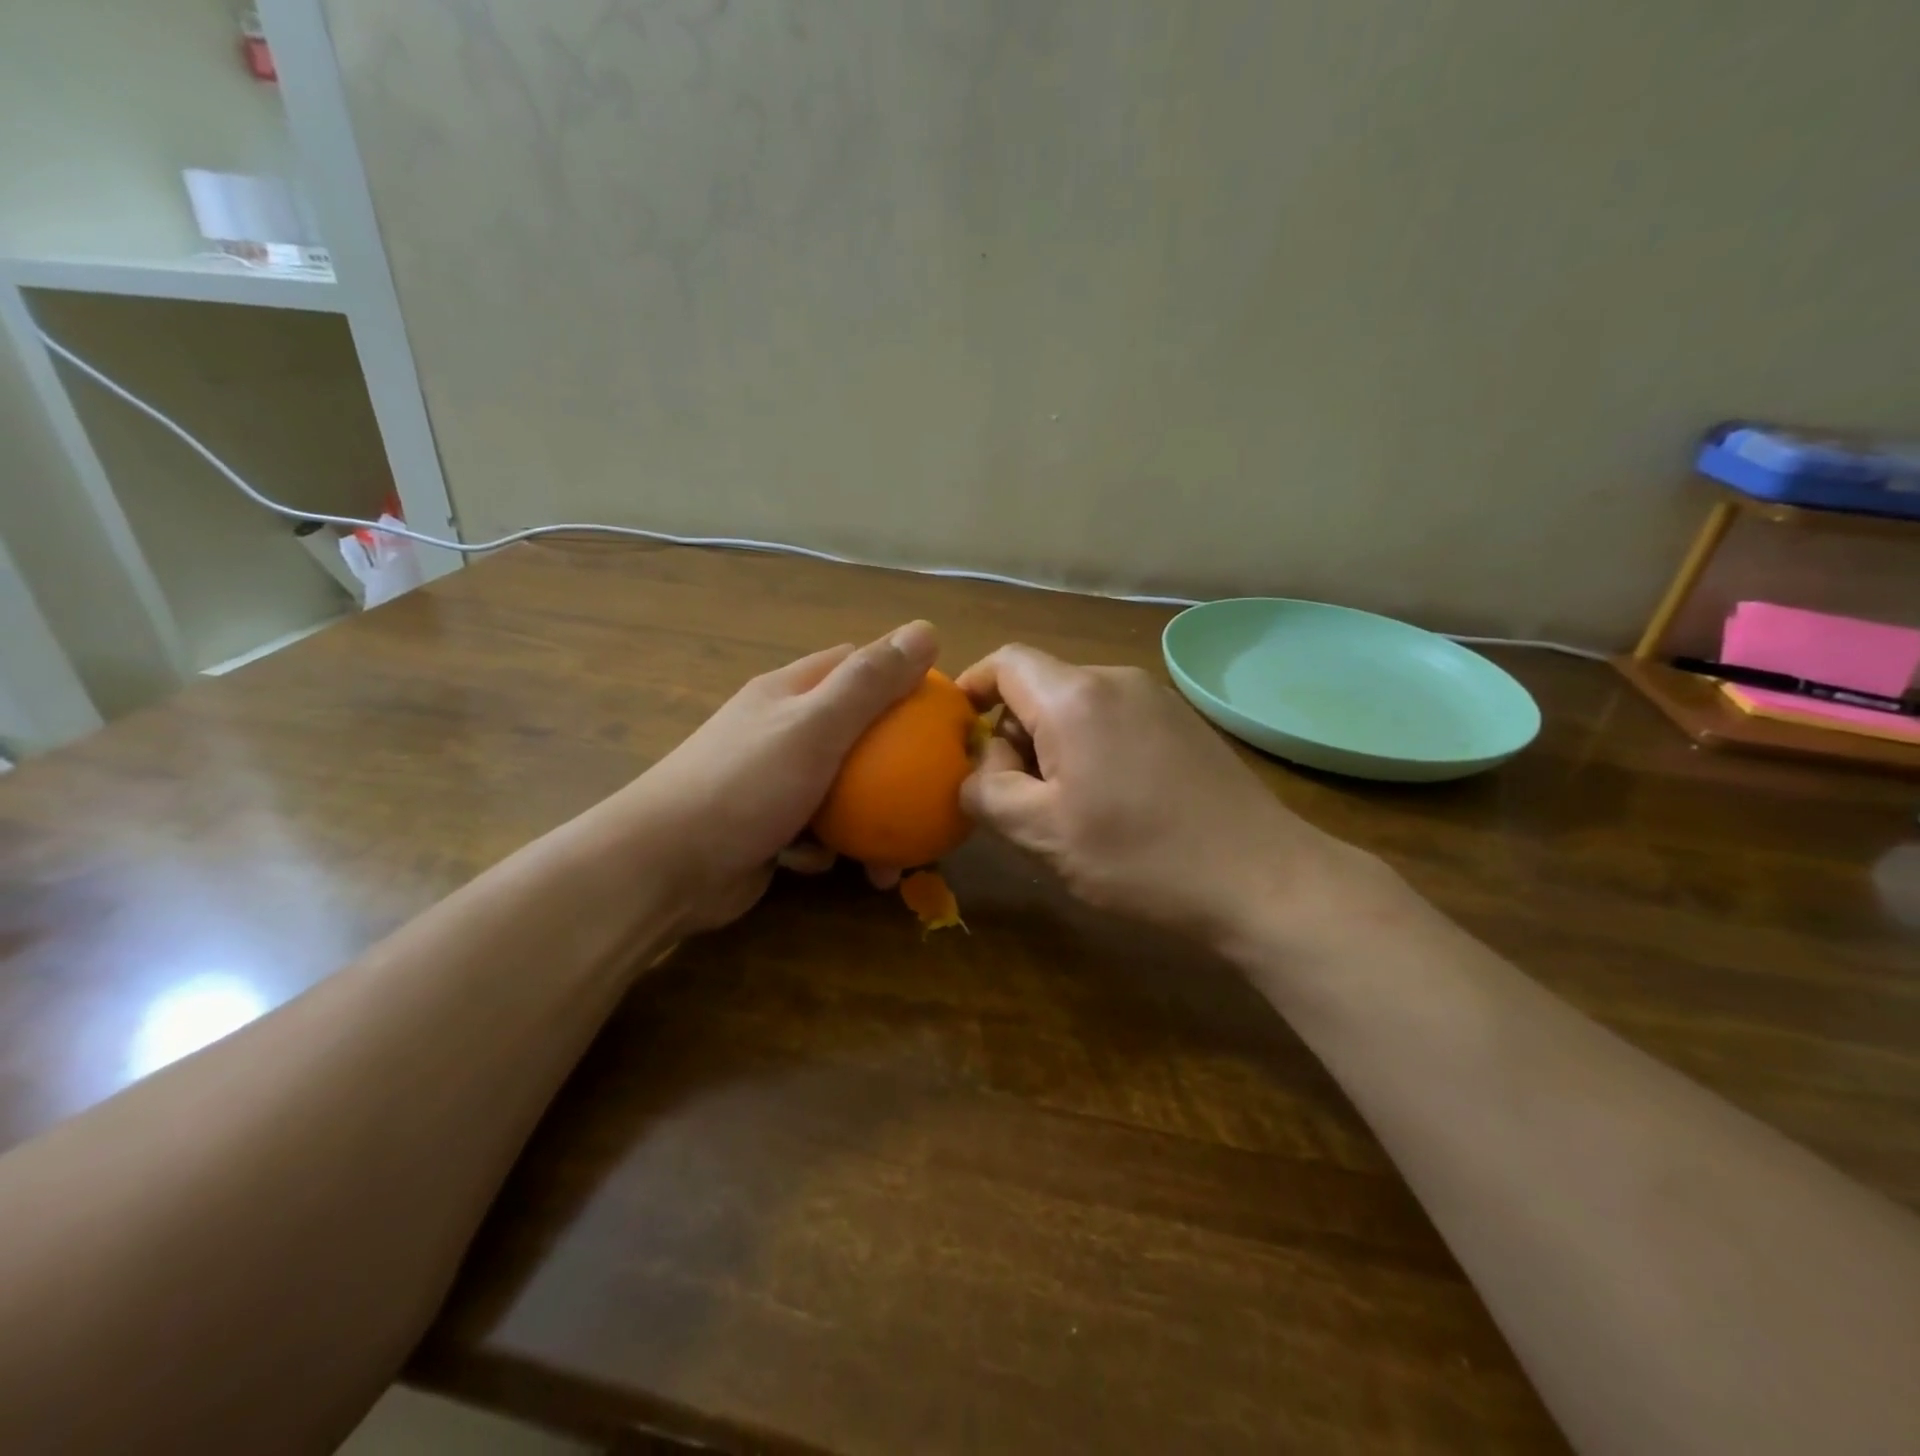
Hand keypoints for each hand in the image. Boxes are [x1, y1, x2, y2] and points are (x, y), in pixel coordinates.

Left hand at [600, 620, 939, 935]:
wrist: (664, 867)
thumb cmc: (744, 785)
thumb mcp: (815, 727)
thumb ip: (870, 683)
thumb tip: (927, 631)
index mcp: (789, 692)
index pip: (855, 666)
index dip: (900, 679)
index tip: (940, 709)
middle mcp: (782, 729)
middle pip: (855, 733)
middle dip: (892, 765)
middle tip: (929, 795)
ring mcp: (772, 780)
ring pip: (840, 790)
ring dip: (866, 821)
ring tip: (891, 862)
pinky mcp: (767, 827)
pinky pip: (815, 830)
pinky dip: (825, 848)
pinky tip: (823, 864)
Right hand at [957, 645, 1394, 951]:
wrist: (1261, 878)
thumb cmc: (1140, 856)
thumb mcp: (1041, 833)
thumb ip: (986, 792)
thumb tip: (976, 769)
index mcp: (1075, 696)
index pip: (1004, 662)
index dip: (970, 690)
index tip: (957, 738)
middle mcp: (1116, 680)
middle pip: (1040, 686)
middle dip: (1012, 732)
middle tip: (1010, 794)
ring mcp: (1157, 698)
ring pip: (1077, 706)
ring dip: (1051, 745)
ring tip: (1060, 807)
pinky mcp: (1182, 723)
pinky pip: (1114, 720)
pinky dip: (1090, 748)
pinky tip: (1109, 802)